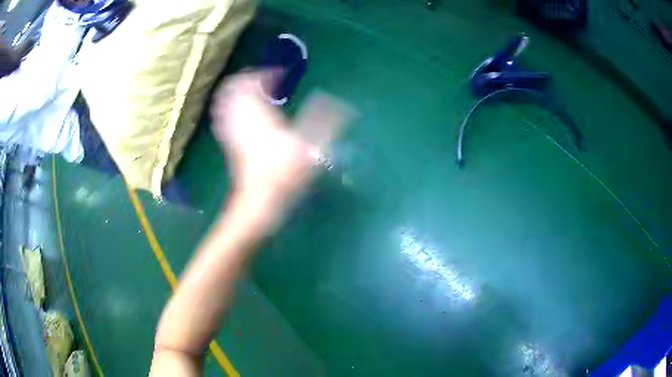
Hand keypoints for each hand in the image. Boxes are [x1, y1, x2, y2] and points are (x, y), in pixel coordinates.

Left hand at [211, 71, 353, 202]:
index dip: (267, 73)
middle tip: (265, 78)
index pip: (255, 81)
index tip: (282, 74)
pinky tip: (242, 110)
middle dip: (248, 77)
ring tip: (254, 89)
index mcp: (259, 112)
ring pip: (225, 100)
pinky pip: (223, 115)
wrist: (258, 199)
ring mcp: (231, 129)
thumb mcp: (310, 145)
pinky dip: (231, 106)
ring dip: (238, 90)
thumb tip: (339, 102)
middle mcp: (241, 116)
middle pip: (233, 86)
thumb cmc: (283, 172)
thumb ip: (325, 121)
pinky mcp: (229, 141)